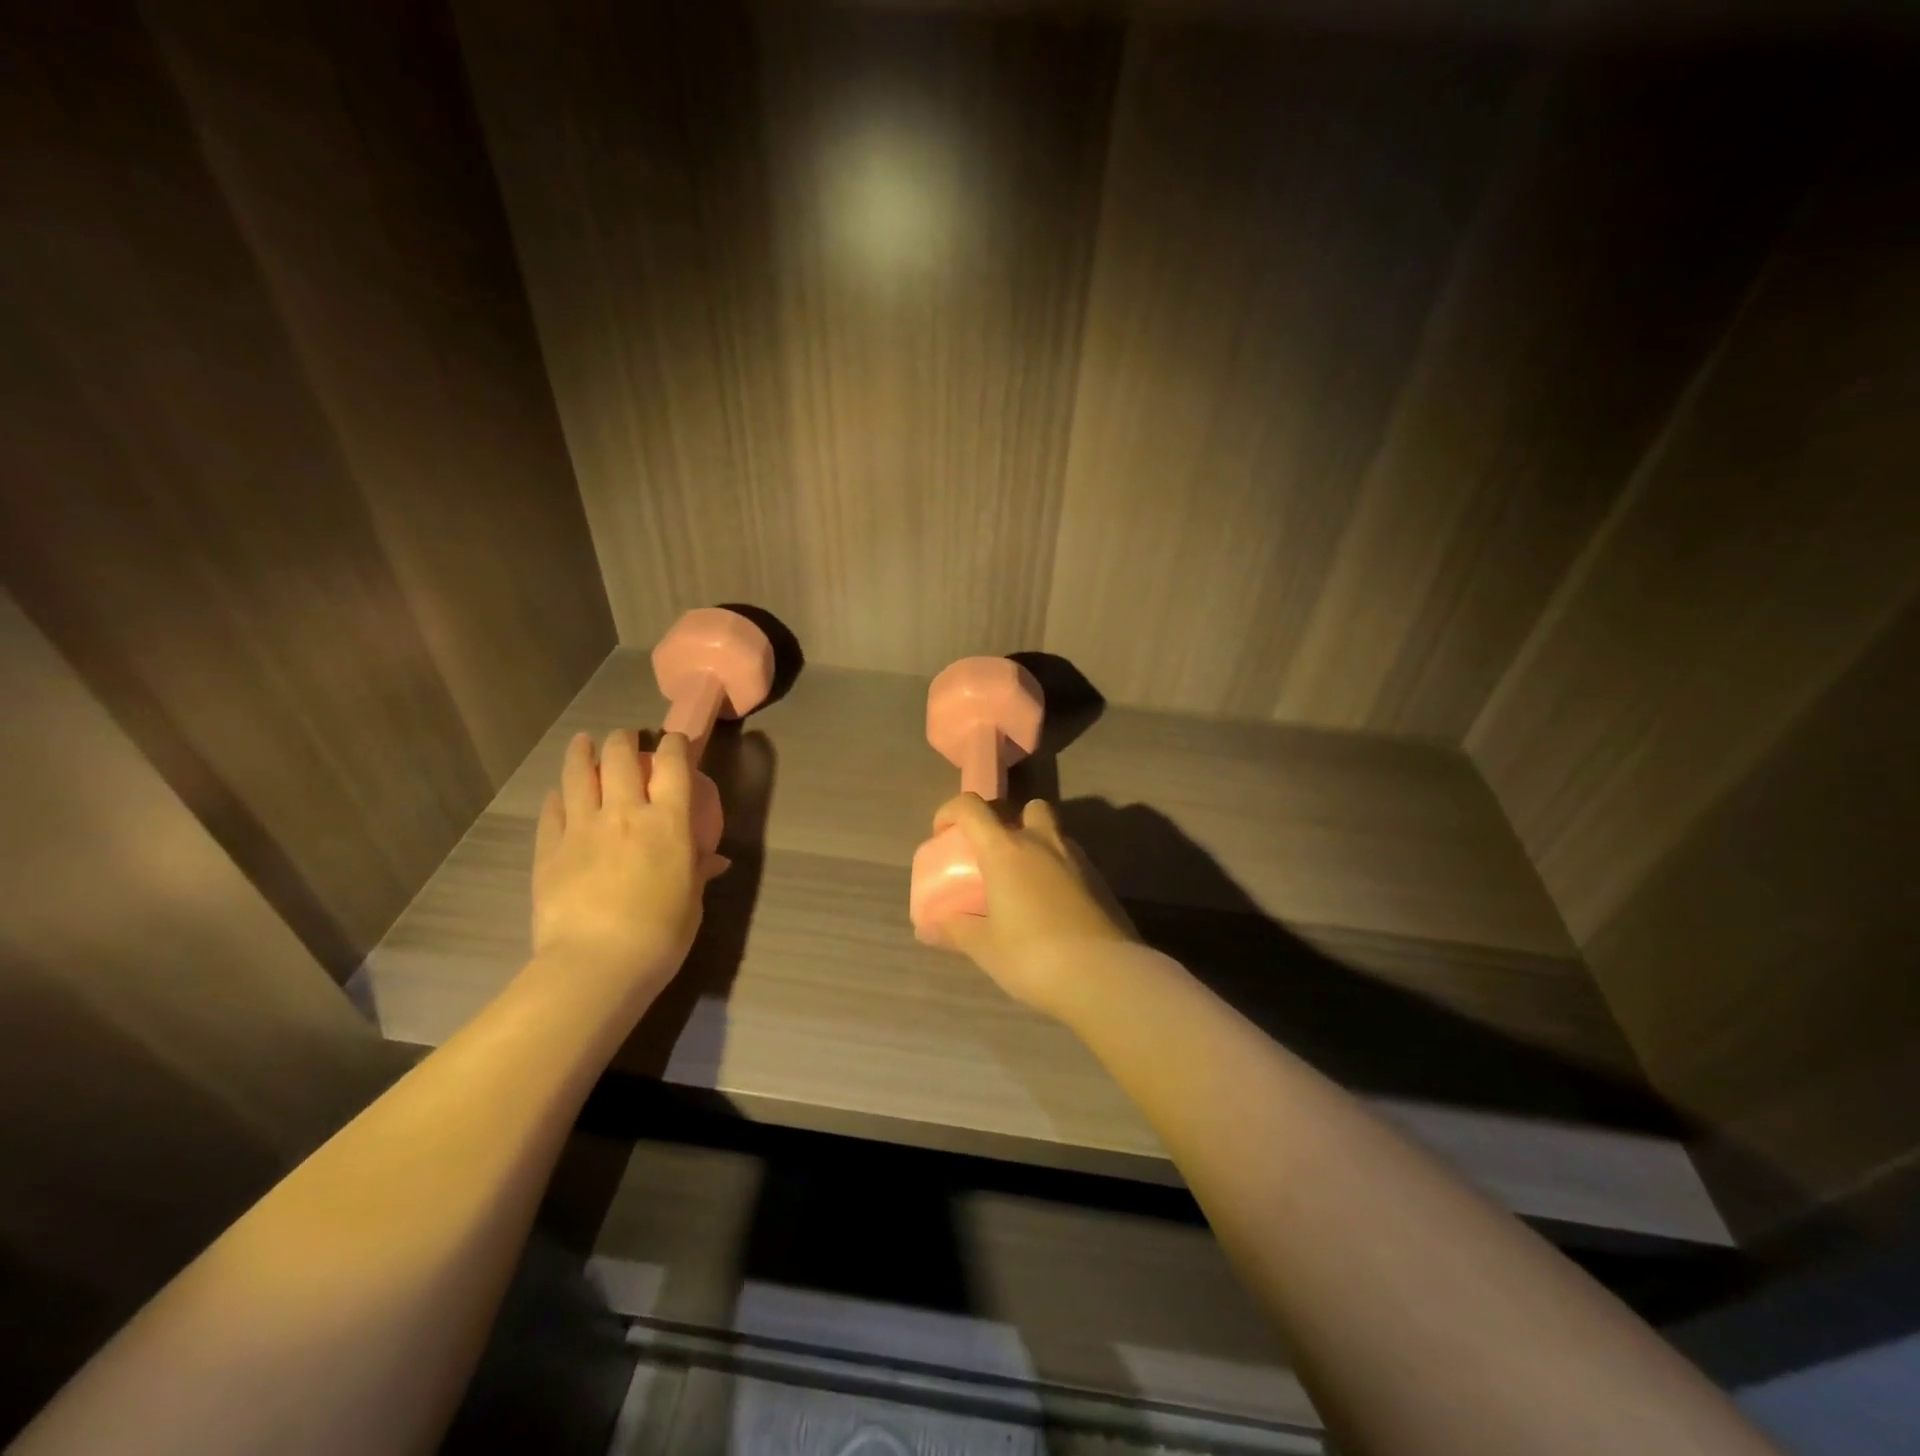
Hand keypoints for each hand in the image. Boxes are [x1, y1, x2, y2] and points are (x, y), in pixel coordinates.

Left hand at [531, 730, 728, 994]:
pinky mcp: (549, 849)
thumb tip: (714, 861)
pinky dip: (557, 796)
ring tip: (583, 742)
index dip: (675, 745)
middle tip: (625, 740)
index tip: (675, 742)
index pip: (673, 764)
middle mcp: (624, 812)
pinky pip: (552, 810)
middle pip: (619, 756)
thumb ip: (698, 871)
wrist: (596, 964)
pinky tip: (559, 793)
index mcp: (668, 821)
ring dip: (582, 752)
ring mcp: (581, 828)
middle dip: (623, 740)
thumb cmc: (661, 934)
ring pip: (578, 774)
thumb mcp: (691, 901)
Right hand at [930, 794, 1133, 1017]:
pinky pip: (1073, 863)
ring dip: (1038, 847)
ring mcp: (1078, 860)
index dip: (951, 811)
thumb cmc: (1033, 956)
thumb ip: (955, 931)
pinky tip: (1052, 908)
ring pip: (1055, 834)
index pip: (972, 807)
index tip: (943, 834)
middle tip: (996, 857)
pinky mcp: (1102, 882)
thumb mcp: (985, 948)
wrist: (1105, 976)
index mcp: (1006, 850)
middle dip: (1010, 822)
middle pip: (1028, 807)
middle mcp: (1043, 843)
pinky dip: (1058, 873)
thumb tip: (929, 927)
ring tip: (1024, 885)